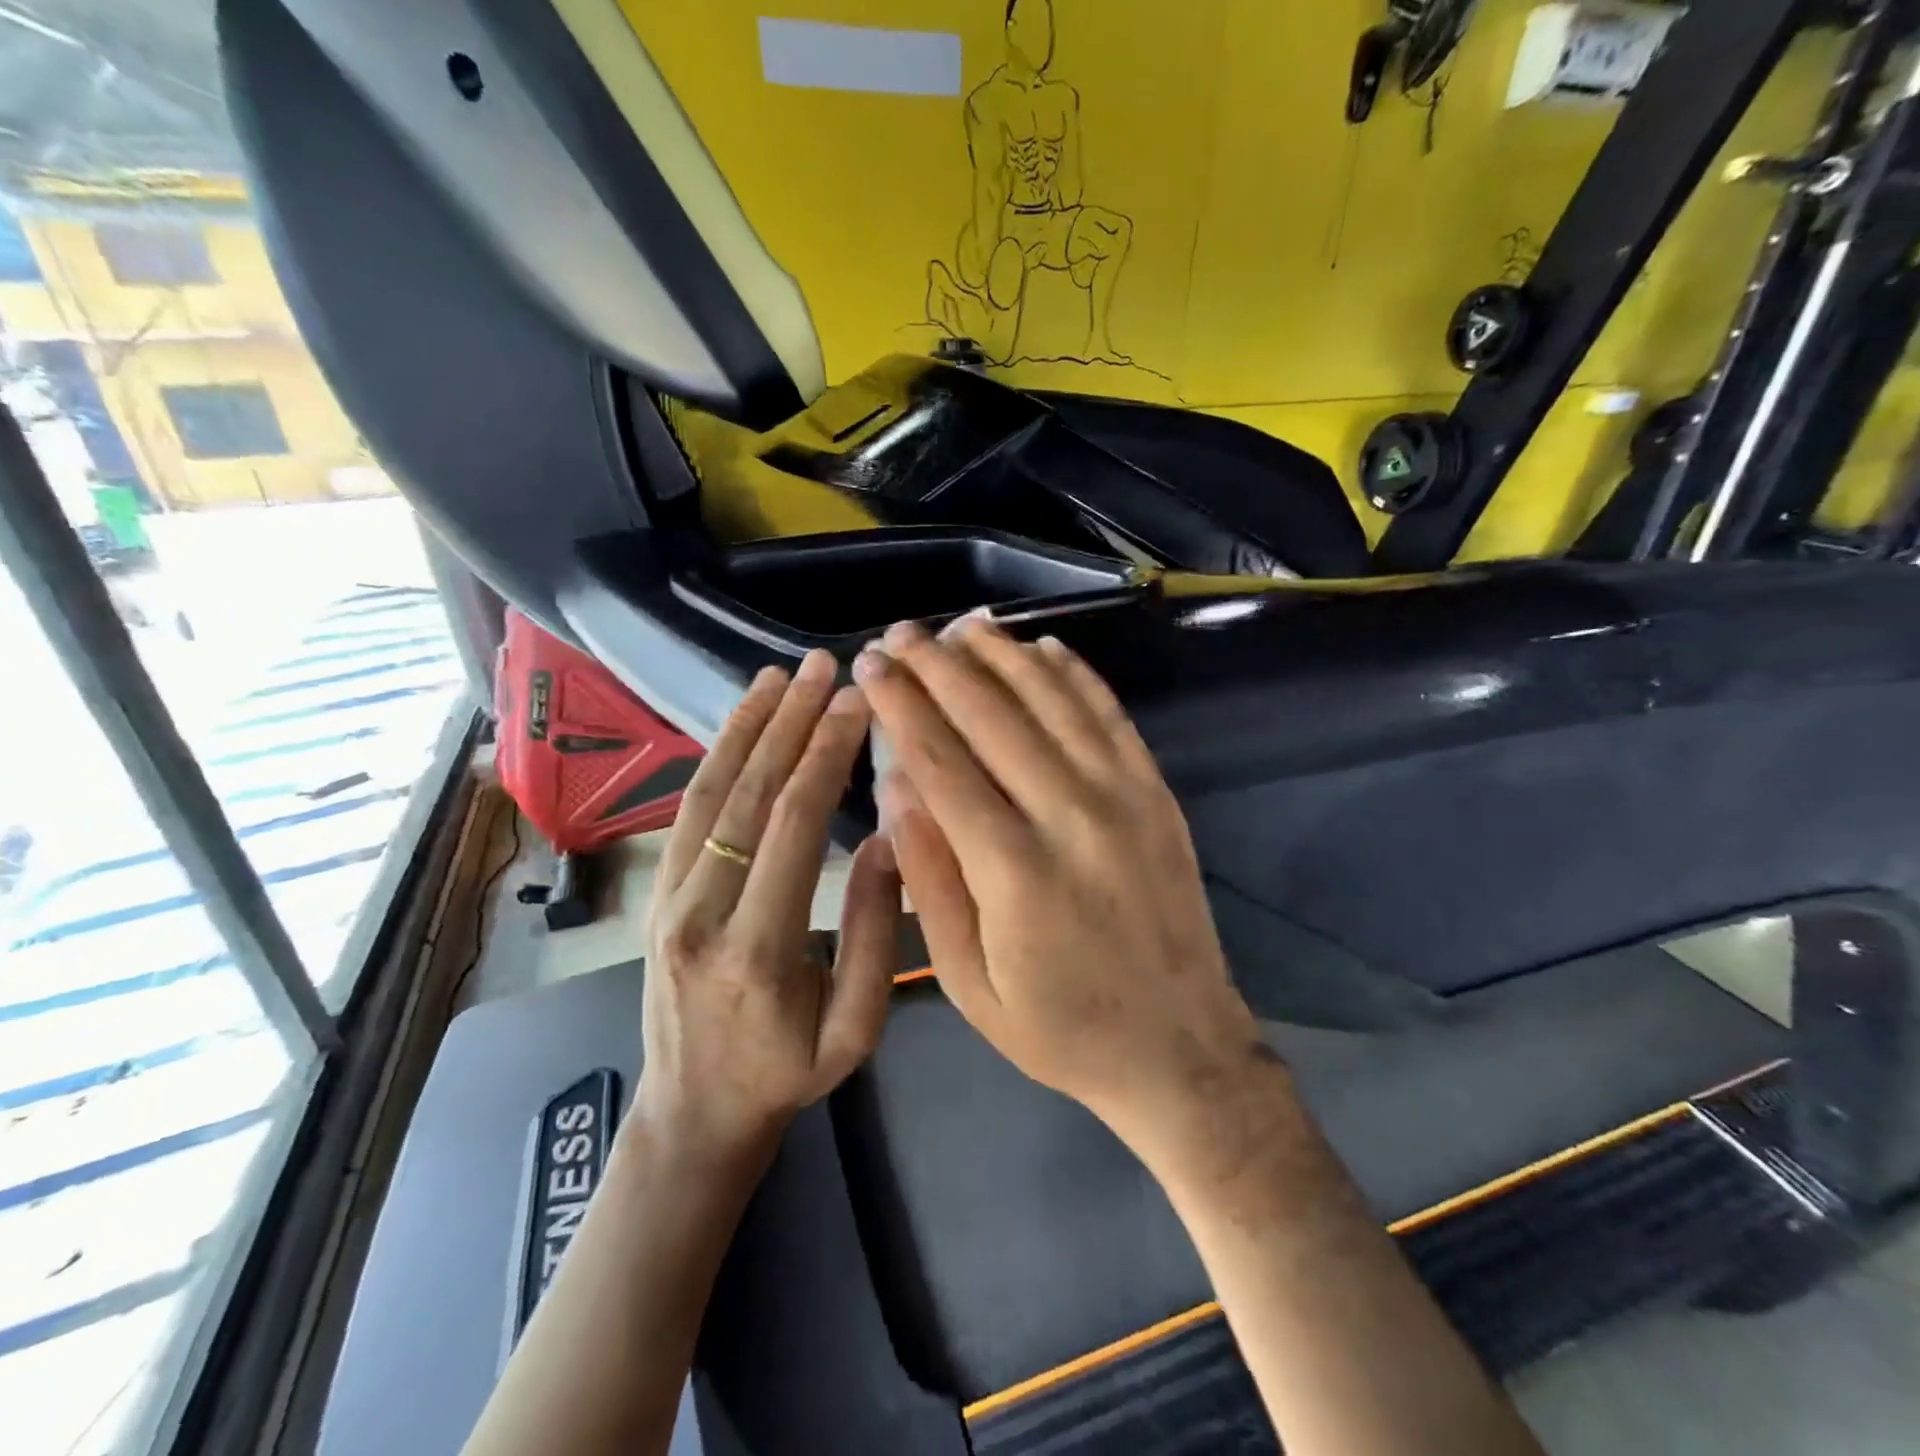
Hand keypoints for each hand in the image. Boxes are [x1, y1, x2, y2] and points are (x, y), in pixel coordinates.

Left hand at [637, 650, 900, 1170]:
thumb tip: (889, 839)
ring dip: (747, 726)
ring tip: (780, 674)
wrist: (693, 1112)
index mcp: (757, 949)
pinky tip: (744, 722)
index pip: (792, 827)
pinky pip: (690, 810)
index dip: (825, 757)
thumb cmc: (786, 1075)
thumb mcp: (855, 1030)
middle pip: (748, 795)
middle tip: (825, 667)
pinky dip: (717, 756)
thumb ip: (875, 937)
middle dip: (790, 723)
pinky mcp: (659, 891)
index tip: (856, 705)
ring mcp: (668, 897)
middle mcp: (700, 911)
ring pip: (709, 792)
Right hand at [854, 618, 1268, 1163]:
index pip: (942, 760)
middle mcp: (1069, 815)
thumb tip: (897, 785)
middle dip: (939, 665)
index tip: (872, 664)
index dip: (901, 704)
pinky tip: (1043, 648)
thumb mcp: (967, 981)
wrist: (1179, 1049)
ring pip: (1052, 700)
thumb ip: (930, 878)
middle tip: (902, 633)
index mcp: (1012, 869)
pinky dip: (1074, 675)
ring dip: (1002, 654)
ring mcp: (1123, 797)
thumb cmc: (1058, 1027)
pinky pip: (1110, 715)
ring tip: (961, 626)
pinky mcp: (1156, 793)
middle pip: (992, 715)